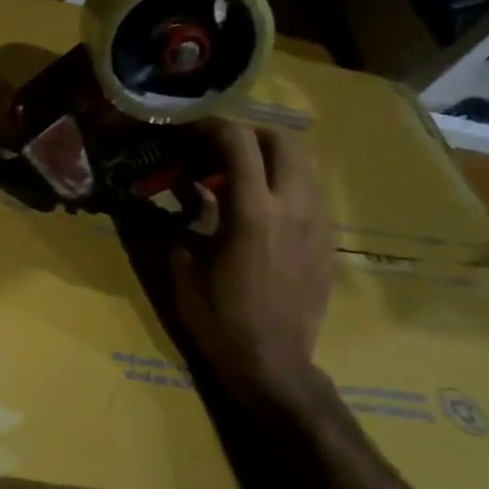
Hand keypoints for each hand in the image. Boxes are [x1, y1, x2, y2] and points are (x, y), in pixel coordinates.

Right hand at [170, 122, 334, 407]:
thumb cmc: (217, 316)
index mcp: (253, 211)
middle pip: (281, 141)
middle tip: (213, 149)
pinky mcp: (328, 240)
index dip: (210, 125)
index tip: (186, 127)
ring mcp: (318, 222)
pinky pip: (310, 192)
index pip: (238, 142)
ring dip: (267, 158)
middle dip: (246, 135)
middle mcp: (294, 206)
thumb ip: (175, 219)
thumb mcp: (182, 266)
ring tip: (234, 177)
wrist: (272, 362)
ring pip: (302, 164)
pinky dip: (283, 183)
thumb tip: (161, 190)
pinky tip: (258, 207)